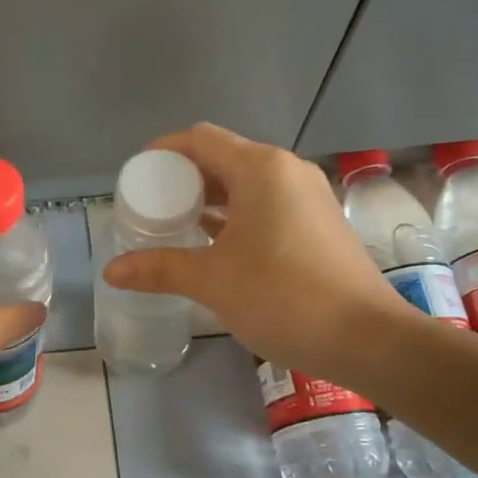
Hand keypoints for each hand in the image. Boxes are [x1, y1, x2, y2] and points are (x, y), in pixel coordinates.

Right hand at [101, 122, 407, 379]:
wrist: (367, 337)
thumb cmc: (283, 297)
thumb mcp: (213, 282)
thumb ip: (159, 269)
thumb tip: (111, 270)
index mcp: (260, 169)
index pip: (199, 140)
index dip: (163, 153)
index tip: (136, 178)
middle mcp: (286, 171)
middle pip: (222, 158)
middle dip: (183, 180)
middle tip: (150, 208)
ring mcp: (307, 197)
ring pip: (245, 184)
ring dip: (209, 200)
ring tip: (175, 227)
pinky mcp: (318, 224)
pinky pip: (265, 206)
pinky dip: (235, 217)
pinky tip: (213, 246)